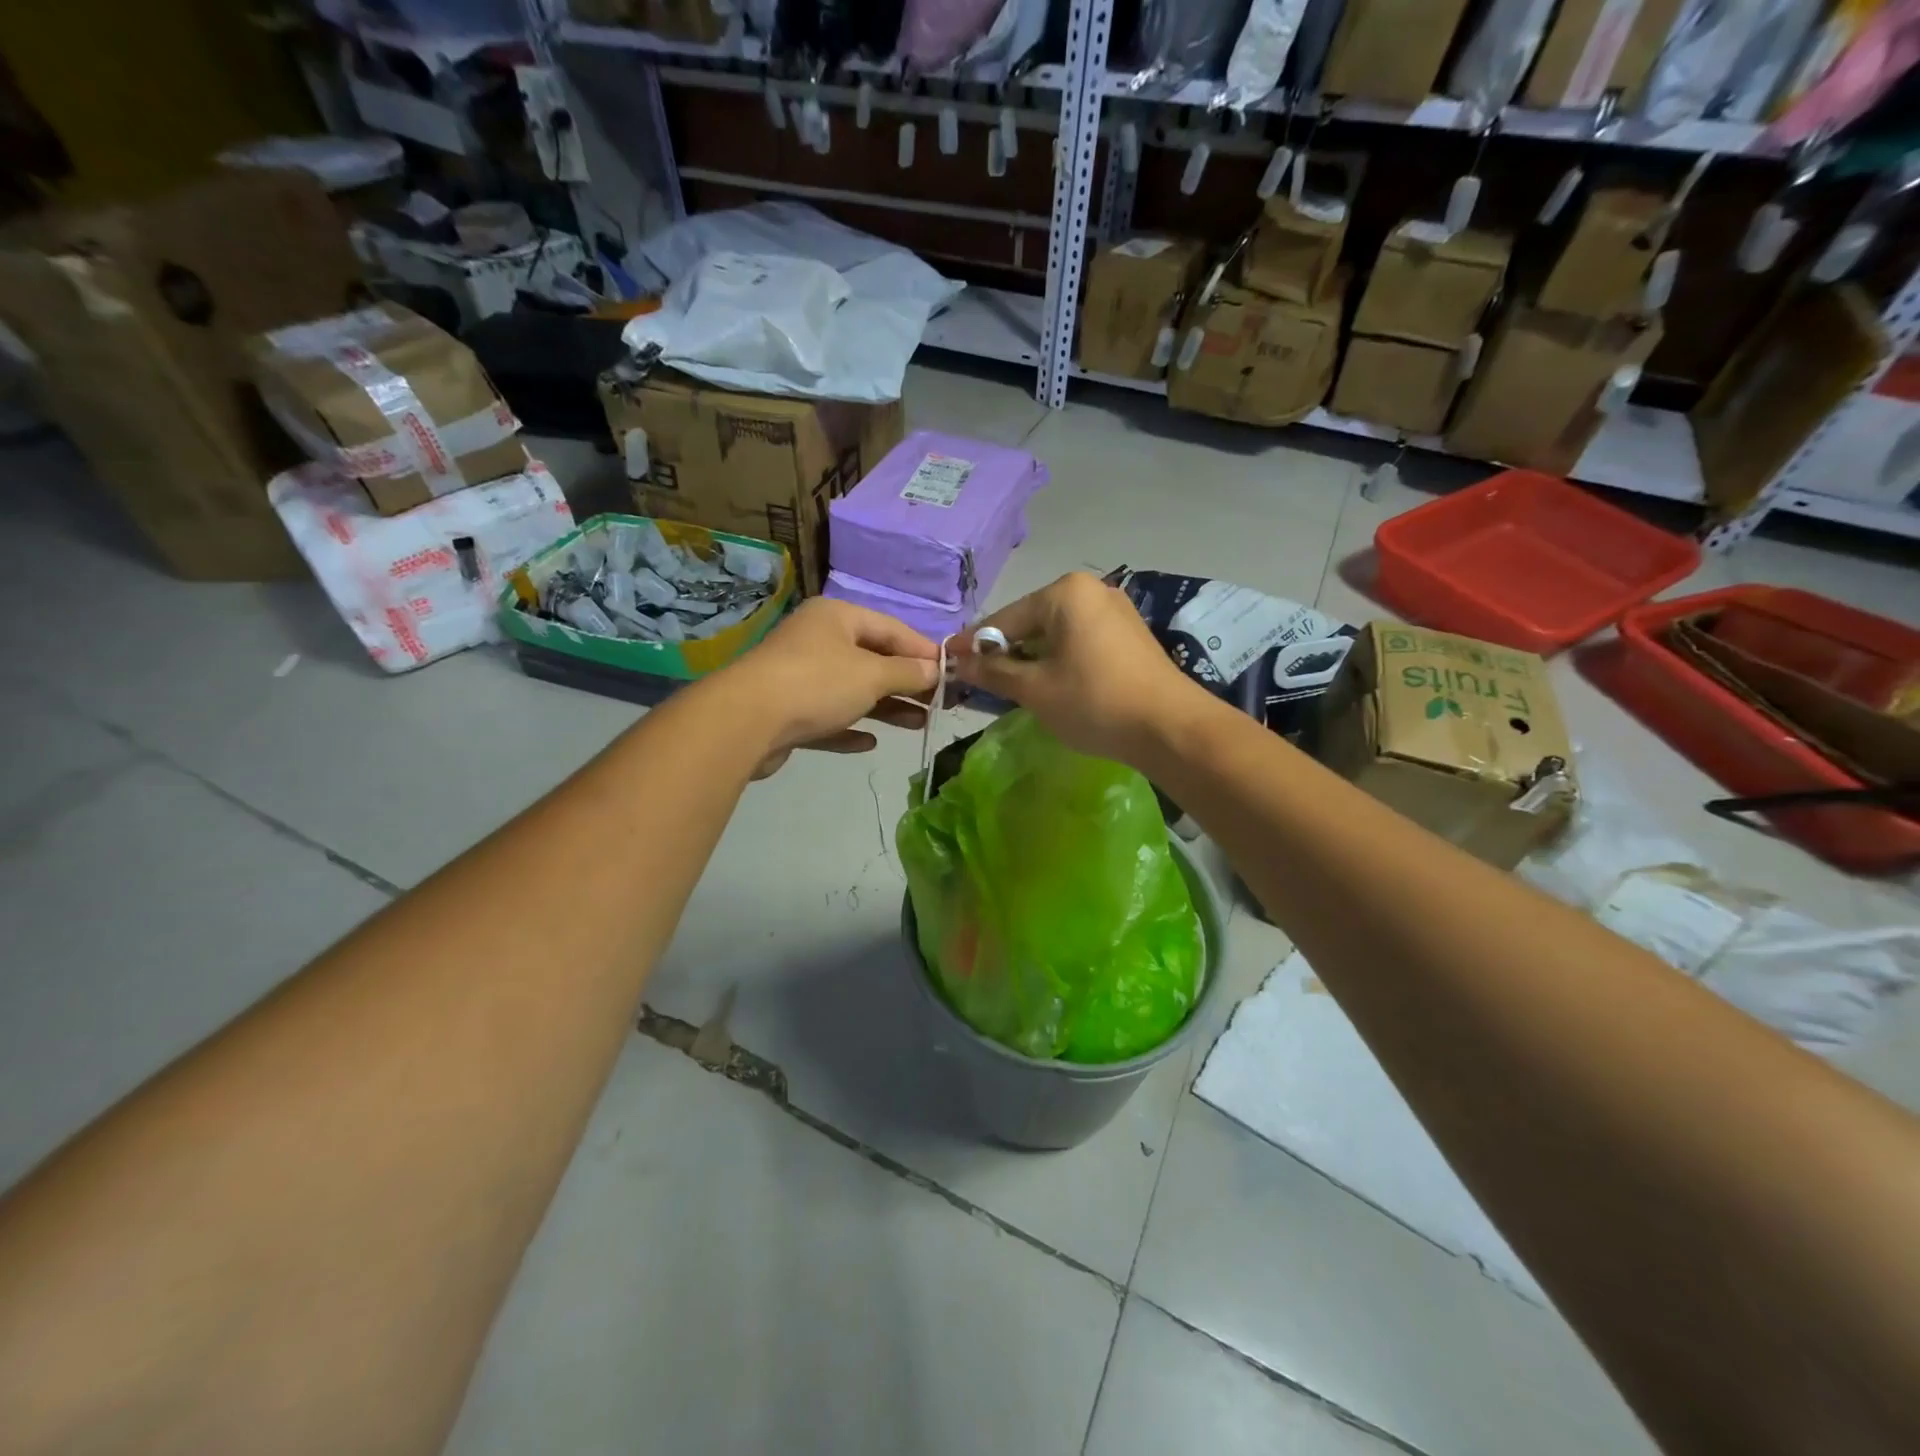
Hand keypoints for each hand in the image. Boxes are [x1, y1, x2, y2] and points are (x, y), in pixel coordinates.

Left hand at [718, 597, 939, 775]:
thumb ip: (908, 672)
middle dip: (907, 683)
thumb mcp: (872, 674)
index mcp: (837, 618)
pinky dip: (850, 727)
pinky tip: (869, 742)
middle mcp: (818, 641)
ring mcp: (800, 676)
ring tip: (918, 724)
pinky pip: (828, 717)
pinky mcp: (788, 712)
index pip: (892, 629)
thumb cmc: (817, 684)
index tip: (951, 673)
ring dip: (886, 707)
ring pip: (852, 690)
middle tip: (938, 704)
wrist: (746, 721)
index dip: (923, 651)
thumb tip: (936, 670)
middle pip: (873, 659)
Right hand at [952, 572, 1202, 764]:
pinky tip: (1051, 685)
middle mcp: (1091, 590)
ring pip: (1056, 634)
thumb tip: (958, 662)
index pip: (1005, 619)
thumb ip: (993, 672)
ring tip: (1012, 689)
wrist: (1170, 727)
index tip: (948, 663)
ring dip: (1032, 659)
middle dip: (1005, 653)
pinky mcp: (1129, 634)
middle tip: (980, 683)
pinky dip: (1059, 660)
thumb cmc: (1094, 702)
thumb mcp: (1035, 689)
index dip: (974, 645)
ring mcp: (1115, 610)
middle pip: (1031, 623)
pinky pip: (1080, 641)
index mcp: (1065, 592)